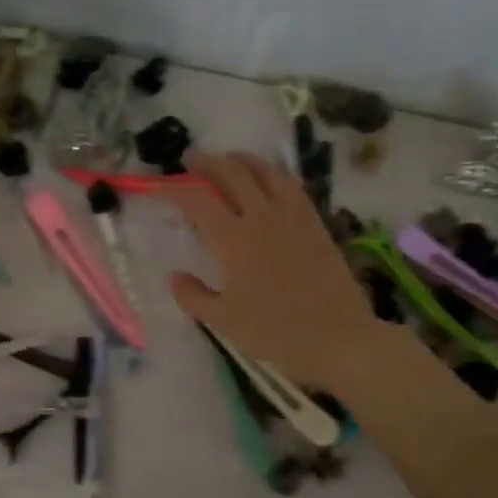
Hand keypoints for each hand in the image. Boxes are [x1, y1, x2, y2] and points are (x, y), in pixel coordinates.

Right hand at [162, 150, 379, 386]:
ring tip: (228, 160)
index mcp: (234, 241)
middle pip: (232, 172)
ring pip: (265, 170)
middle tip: (190, 161)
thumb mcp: (225, 322)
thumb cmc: (277, 333)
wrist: (340, 337)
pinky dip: (272, 173)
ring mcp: (293, 216)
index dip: (174, 187)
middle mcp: (262, 217)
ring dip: (241, 159)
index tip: (157, 186)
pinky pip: (291, 185)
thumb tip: (174, 276)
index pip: (197, 200)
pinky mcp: (315, 222)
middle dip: (207, 162)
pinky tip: (268, 180)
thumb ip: (194, 296)